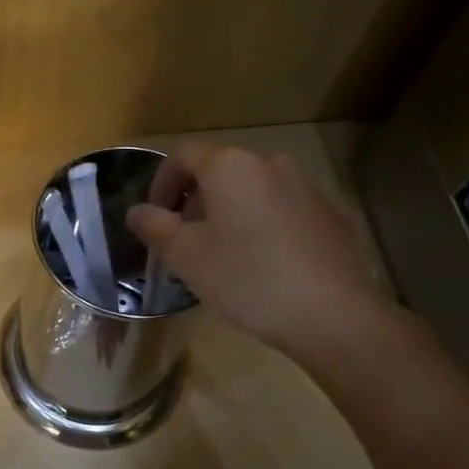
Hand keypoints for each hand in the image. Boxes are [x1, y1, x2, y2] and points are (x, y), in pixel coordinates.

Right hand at [127, 140, 393, 362]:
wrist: (332, 313)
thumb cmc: (246, 277)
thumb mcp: (185, 255)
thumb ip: (154, 226)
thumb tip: (136, 212)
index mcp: (231, 166)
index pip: (183, 155)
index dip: (161, 183)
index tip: (154, 218)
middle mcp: (270, 163)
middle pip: (219, 171)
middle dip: (194, 201)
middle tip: (183, 241)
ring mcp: (306, 187)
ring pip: (251, 191)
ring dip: (228, 213)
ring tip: (221, 255)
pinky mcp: (330, 214)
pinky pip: (280, 209)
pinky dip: (260, 225)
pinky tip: (261, 264)